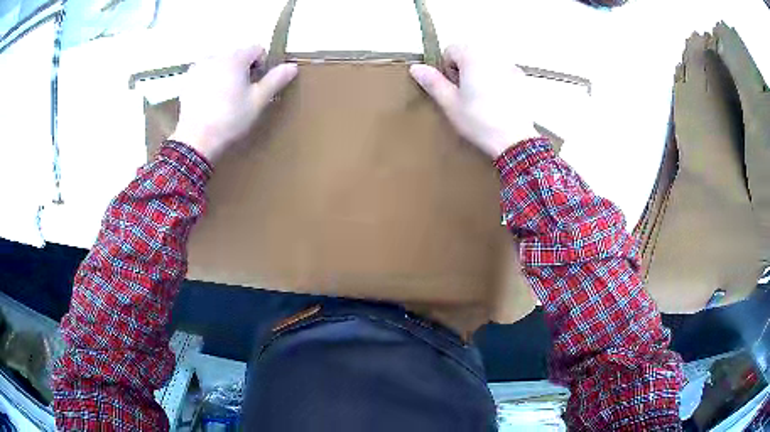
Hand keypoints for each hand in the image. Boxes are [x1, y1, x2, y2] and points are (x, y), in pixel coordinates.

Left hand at [170, 45, 297, 162]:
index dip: (261, 65)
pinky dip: (209, 79)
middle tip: (239, 94)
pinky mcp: (188, 79)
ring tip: (222, 96)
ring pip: (220, 62)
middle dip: (242, 69)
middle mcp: (216, 56)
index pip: (257, 49)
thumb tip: (292, 66)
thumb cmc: (230, 119)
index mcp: (236, 58)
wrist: (196, 139)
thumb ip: (275, 80)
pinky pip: (205, 71)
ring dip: (225, 72)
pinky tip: (208, 98)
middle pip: (237, 55)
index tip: (255, 85)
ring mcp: (199, 67)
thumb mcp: (257, 101)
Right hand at [410, 46, 536, 158]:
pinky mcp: (522, 79)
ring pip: (487, 63)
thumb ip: (433, 82)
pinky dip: (498, 81)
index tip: (453, 88)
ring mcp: (511, 66)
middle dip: (465, 70)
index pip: (451, 49)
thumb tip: (415, 67)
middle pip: (470, 54)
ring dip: (481, 74)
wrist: (515, 140)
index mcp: (472, 56)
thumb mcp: (450, 103)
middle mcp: (493, 55)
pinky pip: (503, 72)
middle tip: (467, 96)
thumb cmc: (479, 120)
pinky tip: (500, 102)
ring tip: (484, 100)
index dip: (447, 68)